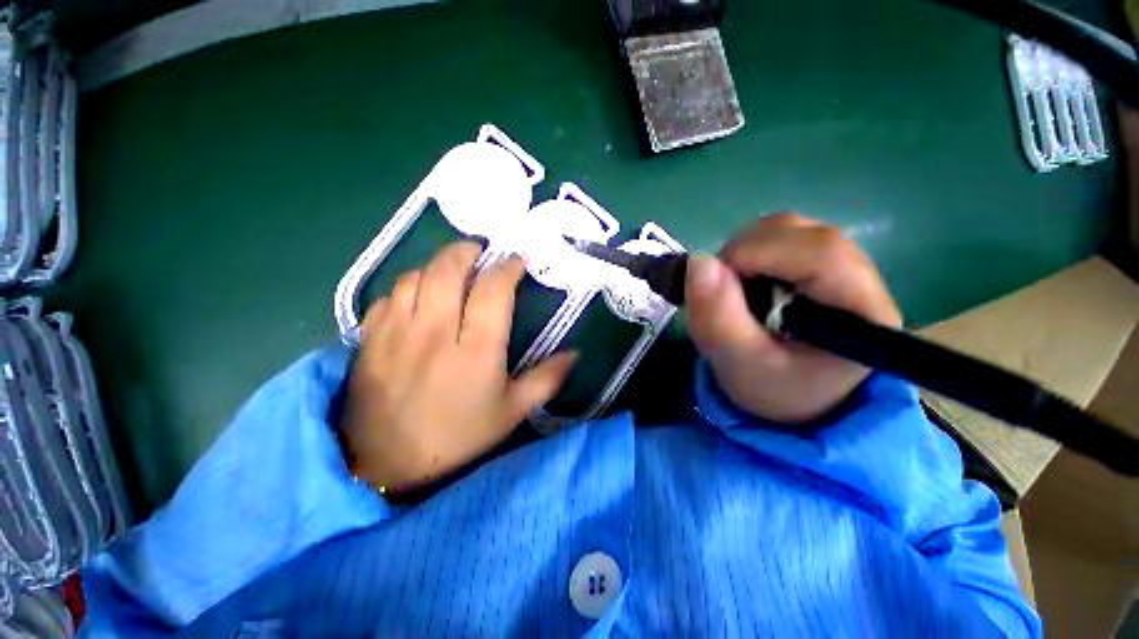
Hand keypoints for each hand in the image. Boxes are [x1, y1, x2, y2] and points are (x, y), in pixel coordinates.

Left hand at [341, 242, 576, 494]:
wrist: (388, 467)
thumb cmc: (459, 438)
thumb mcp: (512, 412)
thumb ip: (546, 379)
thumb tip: (576, 354)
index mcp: (477, 351)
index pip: (494, 291)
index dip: (508, 268)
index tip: (517, 260)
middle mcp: (436, 333)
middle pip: (448, 270)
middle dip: (467, 252)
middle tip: (479, 253)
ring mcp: (397, 334)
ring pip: (415, 276)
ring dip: (436, 266)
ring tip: (450, 272)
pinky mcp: (369, 341)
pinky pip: (388, 296)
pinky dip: (406, 287)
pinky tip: (417, 296)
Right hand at [686, 213, 901, 423]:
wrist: (793, 395)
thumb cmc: (773, 388)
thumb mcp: (739, 365)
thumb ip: (718, 319)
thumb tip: (698, 262)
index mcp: (861, 311)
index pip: (819, 252)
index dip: (757, 254)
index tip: (717, 281)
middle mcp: (862, 277)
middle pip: (800, 233)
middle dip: (744, 254)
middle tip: (721, 292)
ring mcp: (843, 264)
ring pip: (788, 229)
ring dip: (745, 253)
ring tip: (734, 291)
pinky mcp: (822, 262)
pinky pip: (780, 237)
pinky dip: (749, 254)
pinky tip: (746, 283)